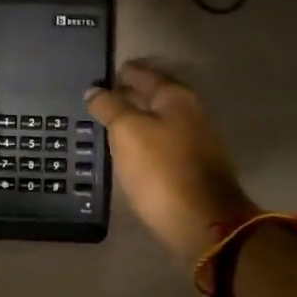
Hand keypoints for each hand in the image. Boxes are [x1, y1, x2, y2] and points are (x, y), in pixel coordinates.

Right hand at [85, 62, 257, 261]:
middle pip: (151, 97)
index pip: (142, 73)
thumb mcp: (127, 131)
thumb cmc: (161, 169)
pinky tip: (125, 152)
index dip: (118, 74)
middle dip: (125, 97)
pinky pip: (160, 144)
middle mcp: (189, 112)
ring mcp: (193, 141)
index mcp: (176, 96)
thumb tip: (94, 91)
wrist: (202, 222)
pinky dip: (141, 143)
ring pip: (155, 122)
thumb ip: (109, 106)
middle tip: (94, 104)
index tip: (95, 79)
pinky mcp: (190, 167)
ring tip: (103, 128)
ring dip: (132, 122)